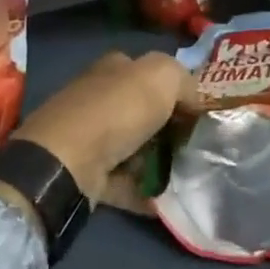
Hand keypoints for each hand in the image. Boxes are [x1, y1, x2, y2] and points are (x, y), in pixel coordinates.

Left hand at [12, 52, 195, 206]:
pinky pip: (125, 182)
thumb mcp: (162, 76)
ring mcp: (91, 137)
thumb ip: (184, 80)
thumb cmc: (116, 110)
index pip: (151, 73)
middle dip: (171, 128)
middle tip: (200, 147)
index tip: (202, 112)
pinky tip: (167, 201)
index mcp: (115, 68)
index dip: (177, 89)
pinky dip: (144, 192)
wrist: (67, 162)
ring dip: (159, 161)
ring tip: (190, 176)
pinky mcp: (87, 173)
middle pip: (144, 112)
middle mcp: (101, 97)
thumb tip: (194, 100)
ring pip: (135, 147)